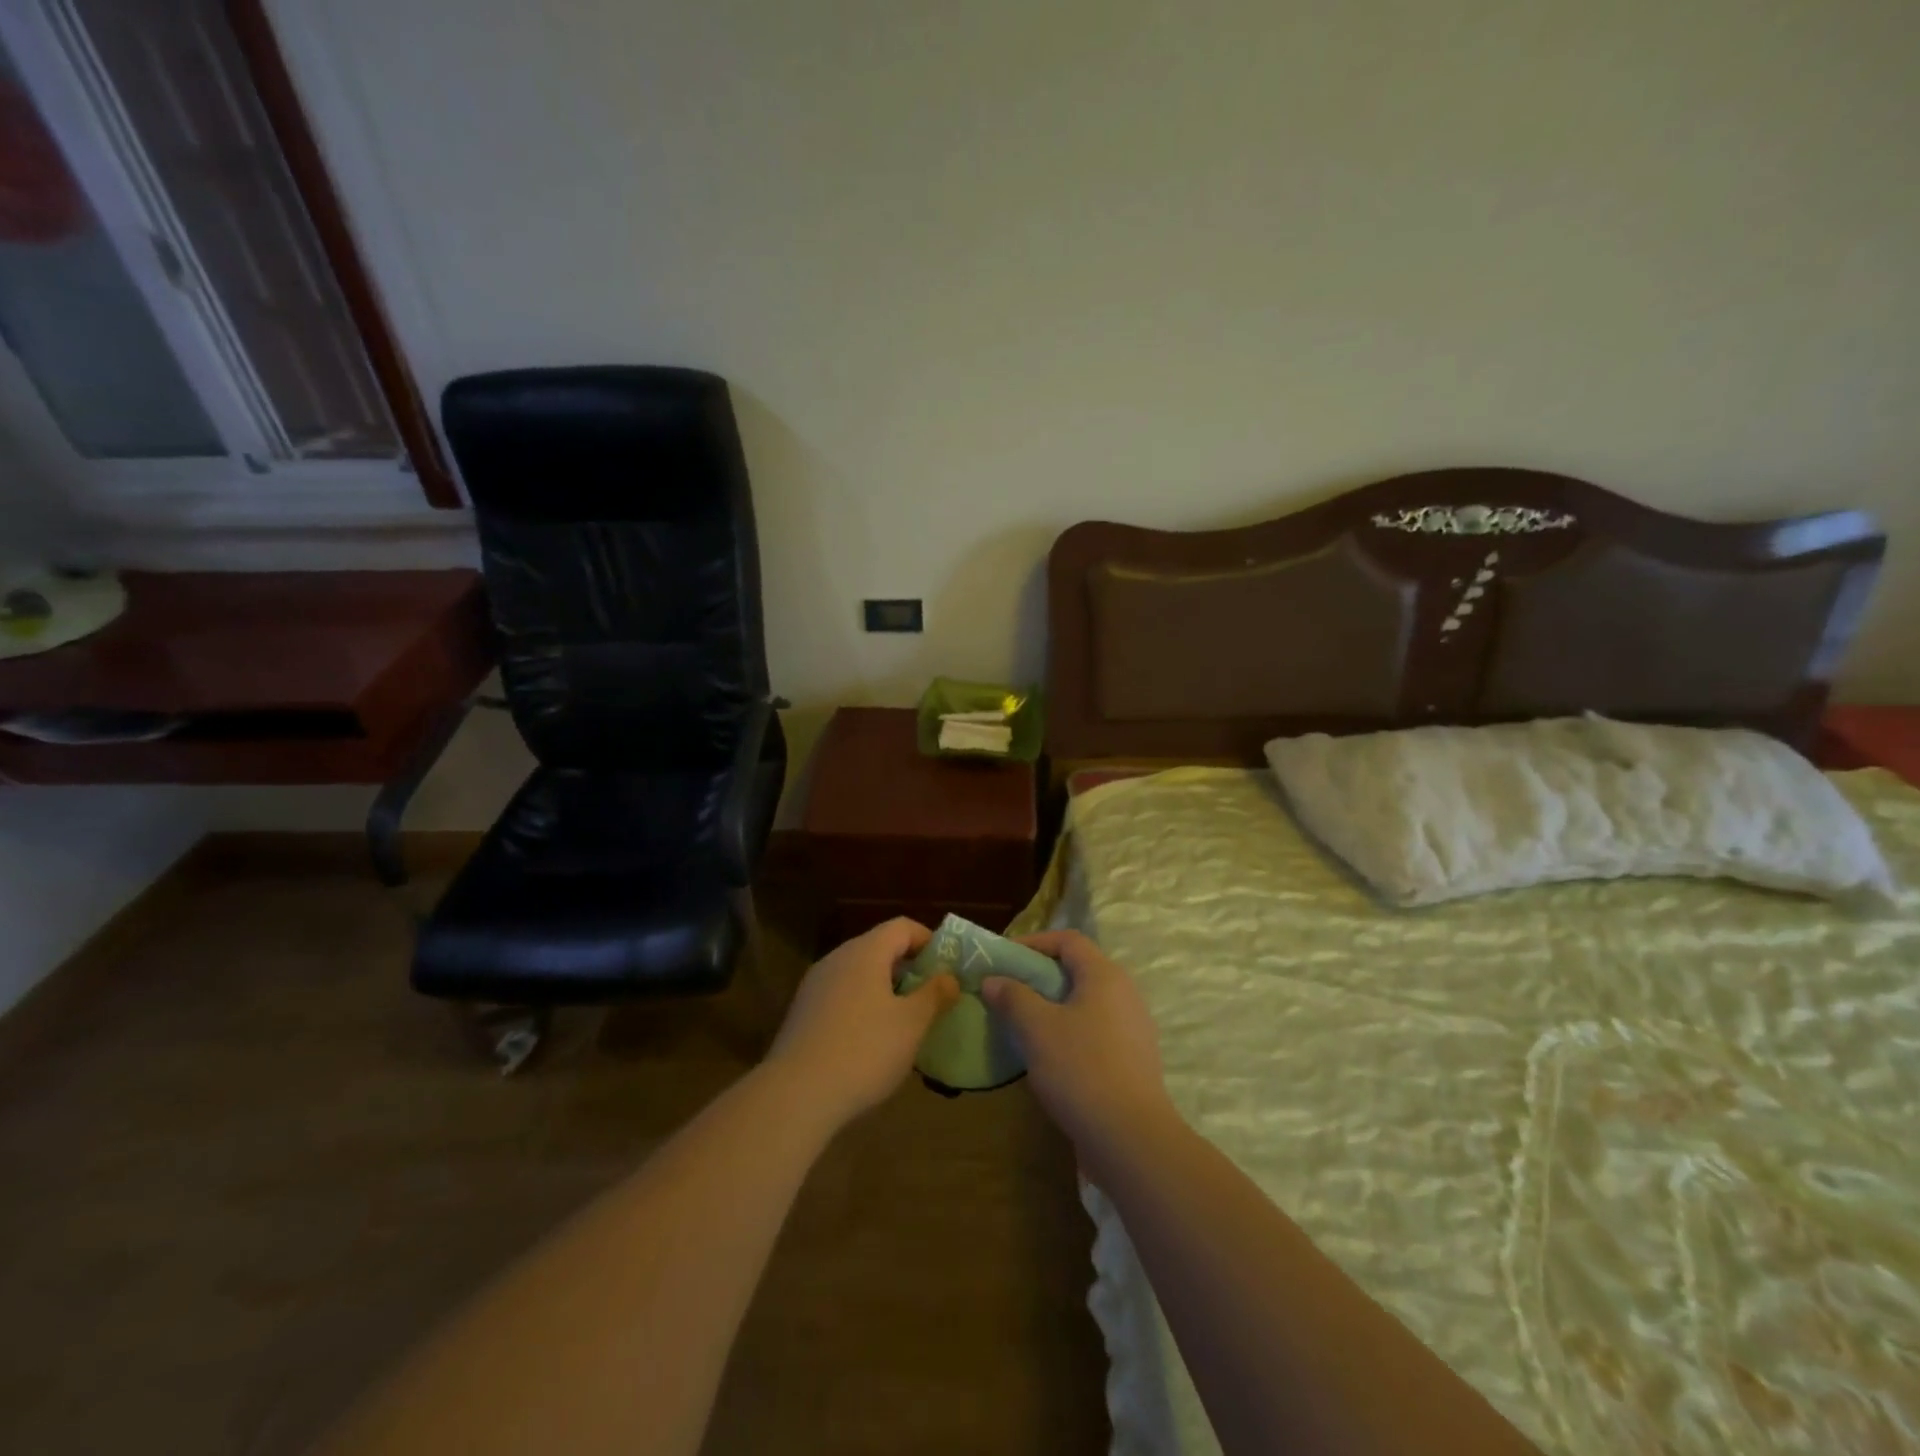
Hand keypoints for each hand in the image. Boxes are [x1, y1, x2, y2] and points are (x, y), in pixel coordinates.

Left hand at [766, 918, 959, 1129]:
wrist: (796, 1095)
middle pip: (878, 948)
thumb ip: (934, 995)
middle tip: (931, 995)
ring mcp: (815, 985)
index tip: (947, 967)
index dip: (928, 940)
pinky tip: (871, 1040)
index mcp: (865, 952)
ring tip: (905, 1020)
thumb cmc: (864, 1050)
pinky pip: (841, 996)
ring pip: (858, 973)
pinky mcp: (802, 1012)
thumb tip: (949, 977)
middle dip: (908, 967)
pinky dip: (862, 1006)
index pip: (902, 927)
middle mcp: (837, 958)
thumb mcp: (912, 1024)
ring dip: (884, 988)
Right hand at [982, 930, 1174, 1152]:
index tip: (1004, 957)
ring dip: (1053, 1006)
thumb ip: (1013, 997)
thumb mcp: (1037, 1029)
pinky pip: (1095, 1031)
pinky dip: (1069, 1032)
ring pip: (1086, 1003)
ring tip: (1023, 1023)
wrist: (1131, 1140)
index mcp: (1105, 975)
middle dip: (1040, 976)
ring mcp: (1133, 1028)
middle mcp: (1125, 994)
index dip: (1034, 942)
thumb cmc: (1081, 1070)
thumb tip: (994, 979)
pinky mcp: (1133, 1060)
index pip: (1068, 940)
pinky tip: (1048, 1057)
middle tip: (1009, 990)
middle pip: (1078, 970)